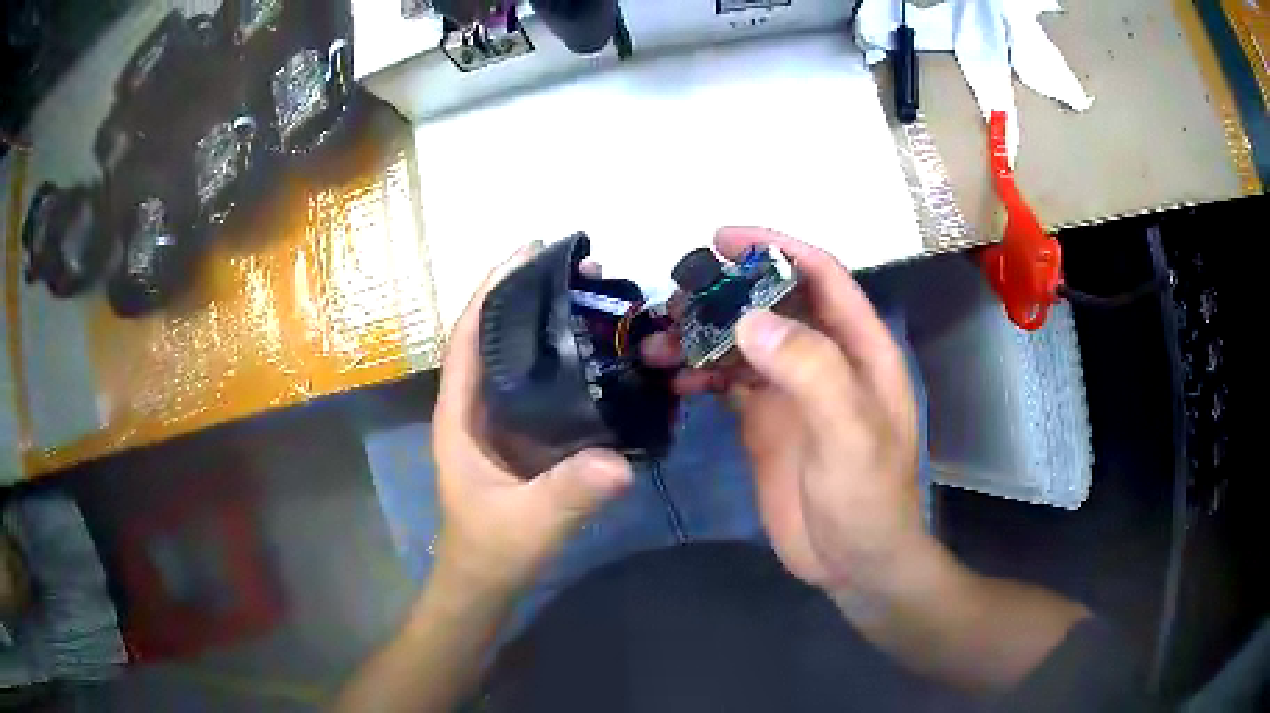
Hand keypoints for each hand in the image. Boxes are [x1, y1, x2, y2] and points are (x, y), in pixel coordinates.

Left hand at [432, 245, 633, 596]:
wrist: (489, 582)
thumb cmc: (492, 549)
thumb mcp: (529, 523)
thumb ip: (568, 495)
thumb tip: (619, 463)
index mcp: (460, 415)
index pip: (467, 338)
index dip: (490, 290)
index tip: (526, 252)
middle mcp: (479, 407)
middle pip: (498, 336)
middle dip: (531, 296)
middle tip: (581, 268)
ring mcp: (504, 421)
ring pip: (524, 358)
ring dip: (553, 324)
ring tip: (598, 297)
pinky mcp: (529, 437)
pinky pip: (548, 386)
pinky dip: (571, 361)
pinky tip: (605, 352)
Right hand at [644, 227, 923, 595]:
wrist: (852, 563)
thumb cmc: (867, 498)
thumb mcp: (850, 434)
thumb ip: (811, 372)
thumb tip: (750, 320)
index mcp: (858, 349)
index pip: (820, 276)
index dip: (776, 248)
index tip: (722, 239)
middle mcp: (824, 359)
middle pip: (772, 303)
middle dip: (726, 293)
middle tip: (674, 296)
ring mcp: (791, 391)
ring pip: (743, 342)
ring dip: (702, 336)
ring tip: (657, 343)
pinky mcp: (763, 422)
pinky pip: (727, 382)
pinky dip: (699, 373)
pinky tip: (674, 381)